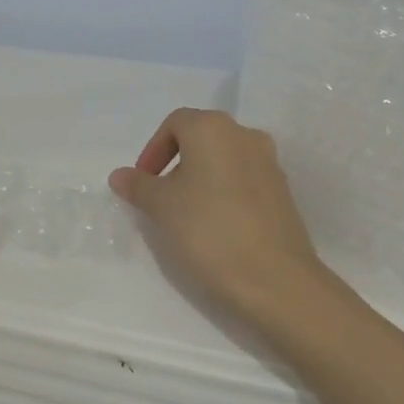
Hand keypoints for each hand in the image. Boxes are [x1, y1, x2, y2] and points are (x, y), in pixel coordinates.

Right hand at [110, 108, 334, 336]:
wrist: (275, 279)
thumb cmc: (207, 230)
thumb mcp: (160, 207)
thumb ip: (138, 185)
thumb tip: (120, 175)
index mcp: (213, 128)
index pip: (174, 123)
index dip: (153, 150)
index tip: (143, 183)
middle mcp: (245, 135)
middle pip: (201, 139)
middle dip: (176, 164)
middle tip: (160, 198)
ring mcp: (269, 163)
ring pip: (224, 160)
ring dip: (201, 179)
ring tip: (186, 215)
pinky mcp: (283, 193)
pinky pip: (244, 182)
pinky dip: (224, 194)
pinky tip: (216, 227)